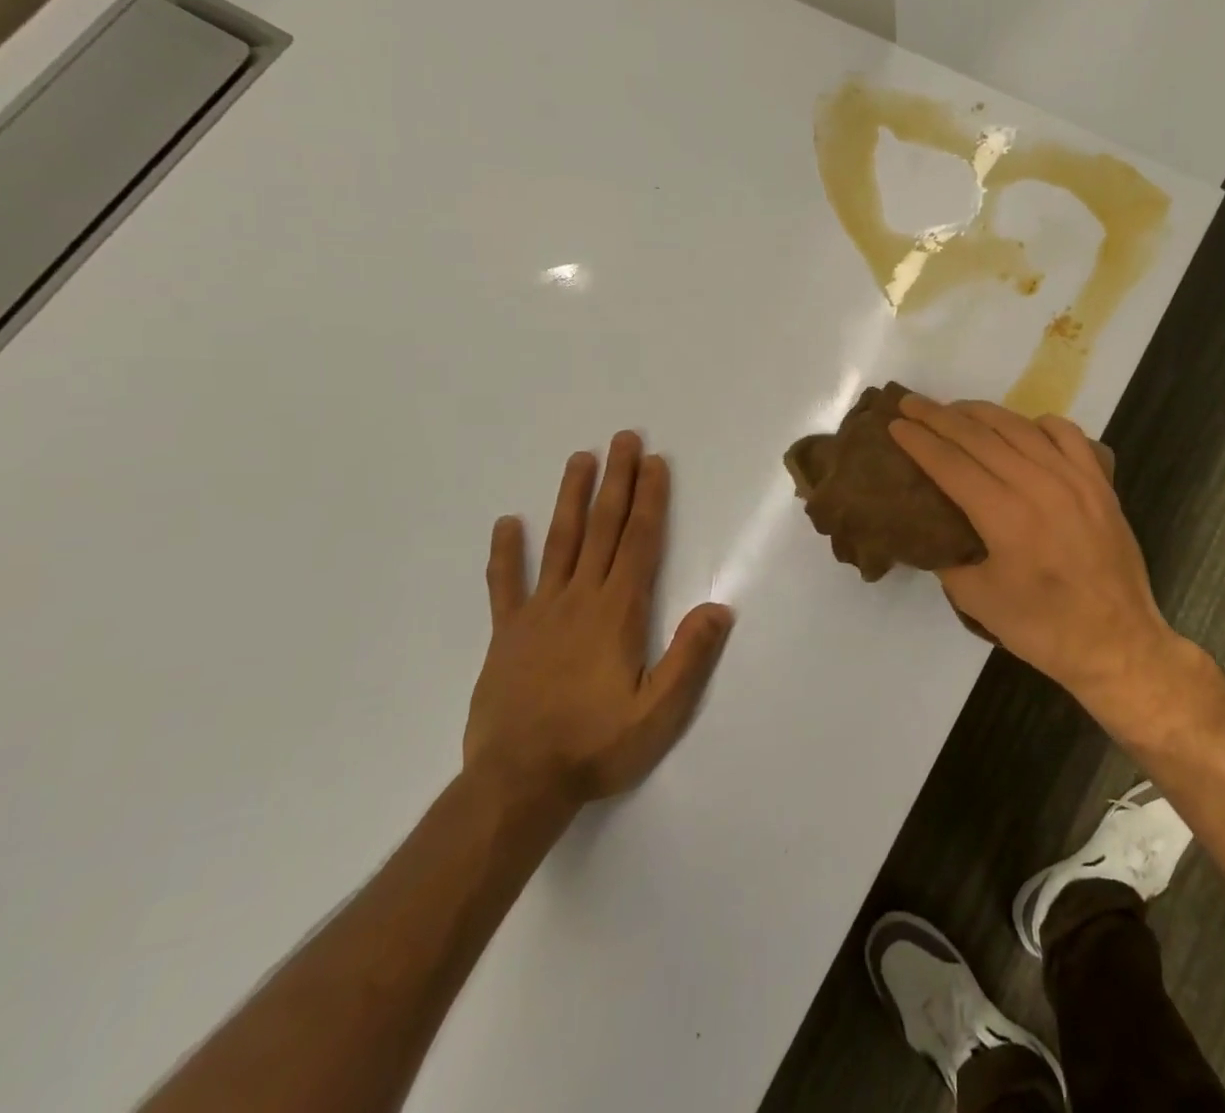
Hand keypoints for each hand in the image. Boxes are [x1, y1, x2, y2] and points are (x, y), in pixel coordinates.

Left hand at [463, 432, 733, 807]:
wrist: (517, 786)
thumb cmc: (596, 746)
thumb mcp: (658, 712)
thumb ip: (689, 657)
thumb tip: (719, 606)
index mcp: (618, 612)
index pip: (639, 541)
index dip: (650, 499)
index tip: (654, 462)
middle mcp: (579, 599)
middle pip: (602, 528)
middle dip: (616, 481)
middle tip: (623, 438)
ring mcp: (538, 613)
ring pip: (558, 542)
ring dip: (571, 498)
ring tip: (579, 459)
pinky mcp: (507, 634)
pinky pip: (505, 585)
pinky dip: (506, 553)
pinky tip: (507, 523)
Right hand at [889, 396, 1180, 710]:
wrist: (1117, 642)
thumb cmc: (1042, 627)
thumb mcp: (977, 600)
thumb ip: (947, 558)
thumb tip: (928, 531)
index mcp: (1005, 515)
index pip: (951, 463)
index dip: (919, 441)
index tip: (895, 423)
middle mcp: (1039, 484)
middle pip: (979, 436)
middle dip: (939, 417)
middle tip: (912, 403)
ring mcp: (1074, 478)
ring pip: (1019, 427)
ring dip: (981, 413)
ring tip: (955, 409)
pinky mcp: (1099, 482)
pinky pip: (1066, 434)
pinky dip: (1037, 423)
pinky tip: (1022, 427)